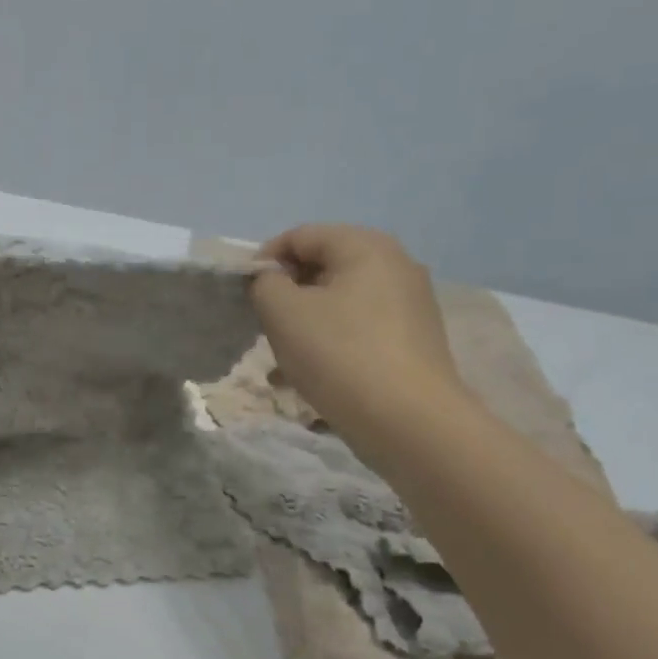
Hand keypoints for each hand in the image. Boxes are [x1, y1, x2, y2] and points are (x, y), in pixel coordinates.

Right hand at [250, 224, 466, 461]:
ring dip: (303, 326)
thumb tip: (272, 280)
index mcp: (365, 246)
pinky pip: (358, 330)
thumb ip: (265, 283)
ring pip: (338, 304)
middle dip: (285, 296)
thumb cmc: (339, 355)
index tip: (244, 296)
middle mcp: (395, 265)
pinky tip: (308, 379)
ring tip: (281, 363)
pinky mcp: (412, 341)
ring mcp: (409, 305)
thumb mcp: (283, 312)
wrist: (409, 422)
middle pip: (322, 268)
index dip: (264, 261)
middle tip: (262, 328)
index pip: (300, 236)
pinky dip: (330, 345)